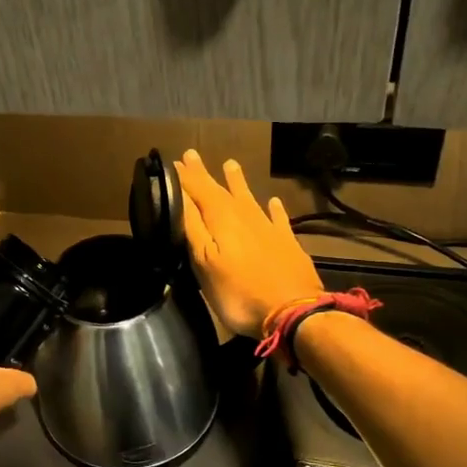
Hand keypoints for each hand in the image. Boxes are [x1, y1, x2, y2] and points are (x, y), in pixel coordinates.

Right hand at [175, 150, 323, 337]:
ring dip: (238, 183)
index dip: (185, 177)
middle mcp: (245, 216)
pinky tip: (274, 201)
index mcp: (222, 219)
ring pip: (249, 199)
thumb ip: (192, 227)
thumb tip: (178, 195)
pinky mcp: (288, 244)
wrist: (293, 312)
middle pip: (221, 190)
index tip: (173, 161)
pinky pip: (279, 219)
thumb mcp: (204, 262)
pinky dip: (274, 209)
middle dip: (204, 174)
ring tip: (230, 164)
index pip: (198, 190)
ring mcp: (269, 229)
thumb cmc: (239, 293)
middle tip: (192, 155)